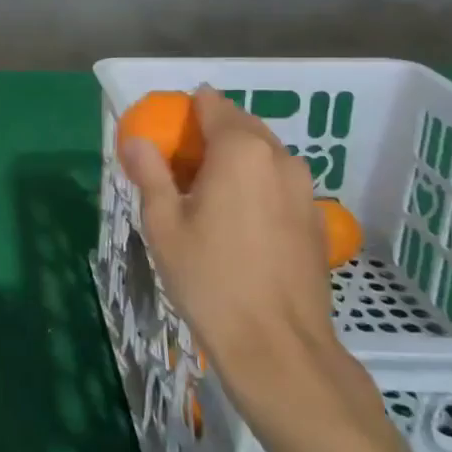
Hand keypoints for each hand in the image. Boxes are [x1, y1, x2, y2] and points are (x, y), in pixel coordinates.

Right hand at [119, 87, 339, 412]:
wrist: (277, 346)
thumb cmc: (210, 278)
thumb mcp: (164, 224)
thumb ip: (150, 173)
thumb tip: (136, 140)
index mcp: (240, 150)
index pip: (211, 105)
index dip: (184, 112)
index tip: (163, 134)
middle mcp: (280, 158)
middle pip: (240, 125)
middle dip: (208, 134)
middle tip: (177, 166)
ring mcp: (305, 189)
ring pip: (263, 155)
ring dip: (233, 160)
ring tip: (203, 195)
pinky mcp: (316, 218)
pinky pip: (279, 183)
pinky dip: (255, 185)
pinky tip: (236, 222)